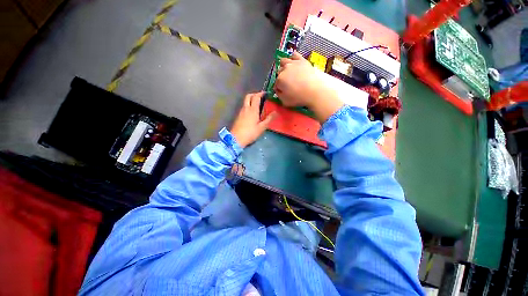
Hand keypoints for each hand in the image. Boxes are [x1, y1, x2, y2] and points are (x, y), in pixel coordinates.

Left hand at [230, 92, 276, 147]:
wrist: (236, 139)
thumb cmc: (250, 133)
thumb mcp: (262, 127)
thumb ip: (269, 119)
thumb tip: (276, 112)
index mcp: (253, 110)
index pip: (256, 97)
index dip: (261, 94)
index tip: (265, 93)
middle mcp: (246, 108)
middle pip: (248, 96)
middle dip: (254, 94)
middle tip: (260, 97)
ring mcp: (241, 112)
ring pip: (245, 101)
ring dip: (251, 100)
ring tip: (257, 105)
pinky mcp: (238, 116)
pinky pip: (244, 107)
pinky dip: (248, 105)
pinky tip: (252, 112)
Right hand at [274, 52, 343, 122]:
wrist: (314, 91)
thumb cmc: (299, 98)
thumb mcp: (285, 101)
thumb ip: (279, 95)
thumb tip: (278, 90)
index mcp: (279, 80)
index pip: (276, 84)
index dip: (278, 88)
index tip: (282, 91)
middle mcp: (284, 69)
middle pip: (279, 72)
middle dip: (281, 77)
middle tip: (287, 83)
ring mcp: (293, 63)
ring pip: (284, 61)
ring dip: (284, 67)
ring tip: (289, 72)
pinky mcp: (302, 60)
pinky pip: (294, 55)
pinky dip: (293, 58)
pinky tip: (294, 63)